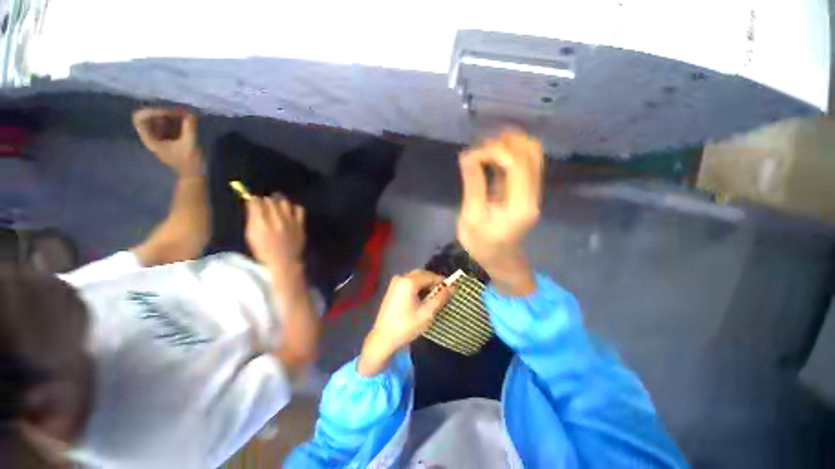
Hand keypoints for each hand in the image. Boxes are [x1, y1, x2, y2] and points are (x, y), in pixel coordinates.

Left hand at [133, 107, 201, 176]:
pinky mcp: (171, 139)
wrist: (194, 176)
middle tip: (182, 112)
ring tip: (187, 115)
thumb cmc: (189, 163)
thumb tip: (191, 113)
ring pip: (161, 120)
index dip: (153, 112)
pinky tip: (188, 120)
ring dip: (173, 116)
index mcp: (150, 139)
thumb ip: (189, 128)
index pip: (140, 118)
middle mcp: (152, 137)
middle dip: (166, 112)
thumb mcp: (190, 145)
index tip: (170, 113)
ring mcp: (161, 138)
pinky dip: (177, 121)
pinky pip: (169, 125)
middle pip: (151, 117)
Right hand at [245, 195, 305, 273]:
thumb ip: (252, 219)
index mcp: (260, 223)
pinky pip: (299, 209)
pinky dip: (294, 207)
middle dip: (266, 200)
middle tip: (265, 203)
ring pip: (284, 202)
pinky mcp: (300, 224)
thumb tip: (253, 206)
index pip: (256, 202)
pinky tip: (290, 211)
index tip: (253, 201)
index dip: (253, 200)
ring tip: (277, 202)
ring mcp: (290, 221)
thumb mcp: (251, 235)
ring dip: (279, 200)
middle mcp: (275, 219)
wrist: (284, 262)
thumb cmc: (263, 251)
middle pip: (270, 200)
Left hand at [358, 271, 452, 375]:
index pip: (430, 276)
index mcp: (409, 282)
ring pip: (415, 277)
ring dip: (425, 284)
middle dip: (433, 281)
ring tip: (432, 297)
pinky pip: (408, 282)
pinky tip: (421, 298)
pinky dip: (417, 286)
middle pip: (422, 274)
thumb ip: (440, 298)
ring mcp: (395, 282)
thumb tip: (453, 287)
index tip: (451, 289)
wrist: (383, 338)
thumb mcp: (427, 313)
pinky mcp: (392, 288)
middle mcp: (401, 278)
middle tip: (442, 293)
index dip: (442, 281)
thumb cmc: (406, 326)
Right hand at [456, 130, 543, 294]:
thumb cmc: (481, 243)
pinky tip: (490, 156)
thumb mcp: (471, 216)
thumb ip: (473, 185)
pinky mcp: (526, 191)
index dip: (494, 150)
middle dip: (504, 143)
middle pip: (531, 152)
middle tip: (479, 148)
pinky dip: (508, 154)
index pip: (517, 163)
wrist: (497, 258)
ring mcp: (532, 191)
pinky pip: (524, 163)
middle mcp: (533, 194)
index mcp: (521, 204)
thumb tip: (468, 155)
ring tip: (484, 149)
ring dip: (509, 145)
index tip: (471, 156)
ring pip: (531, 154)